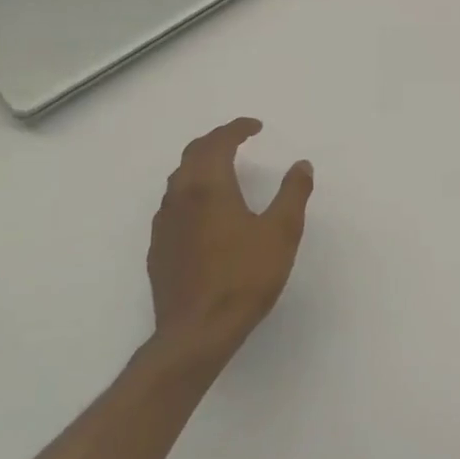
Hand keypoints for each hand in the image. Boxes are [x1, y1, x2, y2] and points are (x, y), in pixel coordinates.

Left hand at [146, 118, 313, 363]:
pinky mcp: (158, 249)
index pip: (217, 143)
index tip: (255, 126)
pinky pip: (173, 205)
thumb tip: (301, 165)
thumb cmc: (244, 277)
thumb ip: (293, 194)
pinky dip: (191, 192)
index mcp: (208, 187)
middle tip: (238, 139)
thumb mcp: (281, 232)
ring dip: (200, 165)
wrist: (197, 332)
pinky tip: (205, 211)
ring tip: (223, 169)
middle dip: (215, 141)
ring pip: (179, 180)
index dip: (236, 129)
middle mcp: (180, 198)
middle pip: (192, 155)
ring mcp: (164, 224)